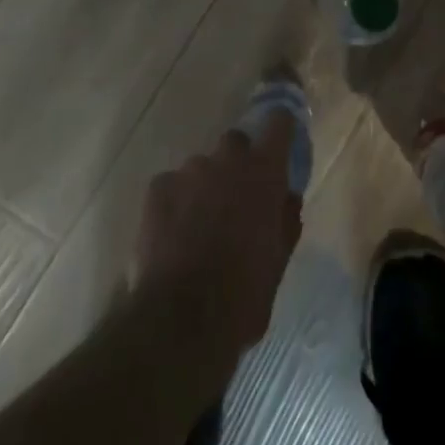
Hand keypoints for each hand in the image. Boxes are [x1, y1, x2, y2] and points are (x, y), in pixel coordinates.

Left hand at [134, 112, 302, 356]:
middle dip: (238, 163)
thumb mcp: (278, 262)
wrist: (181, 321)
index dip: (280, 128)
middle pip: (236, 143)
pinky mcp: (157, 188)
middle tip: (236, 198)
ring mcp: (189, 171)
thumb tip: (287, 198)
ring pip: (201, 167)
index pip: (279, 123)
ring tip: (199, 226)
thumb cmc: (243, 294)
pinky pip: (172, 185)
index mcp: (264, 172)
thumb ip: (285, 221)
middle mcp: (228, 160)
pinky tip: (173, 235)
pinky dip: (175, 202)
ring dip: (205, 186)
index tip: (281, 138)